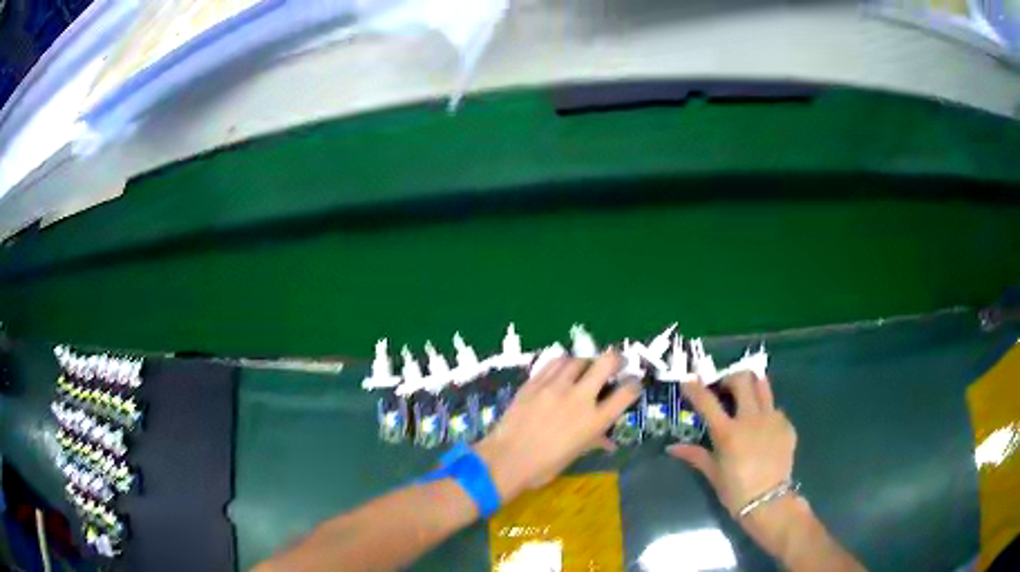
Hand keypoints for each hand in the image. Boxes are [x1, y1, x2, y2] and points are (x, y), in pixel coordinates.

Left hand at [474, 350, 641, 501]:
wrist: (505, 459)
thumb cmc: (544, 466)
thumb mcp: (575, 455)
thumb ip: (594, 441)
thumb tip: (608, 442)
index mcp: (594, 420)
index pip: (626, 393)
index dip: (635, 384)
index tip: (633, 383)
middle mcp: (579, 398)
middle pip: (606, 363)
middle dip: (616, 360)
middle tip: (616, 364)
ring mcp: (555, 387)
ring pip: (578, 359)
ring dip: (586, 363)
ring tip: (584, 370)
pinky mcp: (534, 382)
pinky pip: (554, 363)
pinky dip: (563, 364)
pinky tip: (561, 370)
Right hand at [668, 372, 806, 554]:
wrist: (769, 503)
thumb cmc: (736, 491)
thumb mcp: (713, 474)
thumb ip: (695, 455)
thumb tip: (672, 448)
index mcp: (728, 433)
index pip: (707, 402)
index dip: (695, 387)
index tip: (688, 379)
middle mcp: (751, 419)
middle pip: (742, 380)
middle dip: (730, 378)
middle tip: (724, 389)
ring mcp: (772, 419)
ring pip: (763, 385)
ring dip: (752, 385)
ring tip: (746, 395)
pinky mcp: (787, 425)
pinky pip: (775, 409)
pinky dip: (766, 411)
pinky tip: (762, 428)